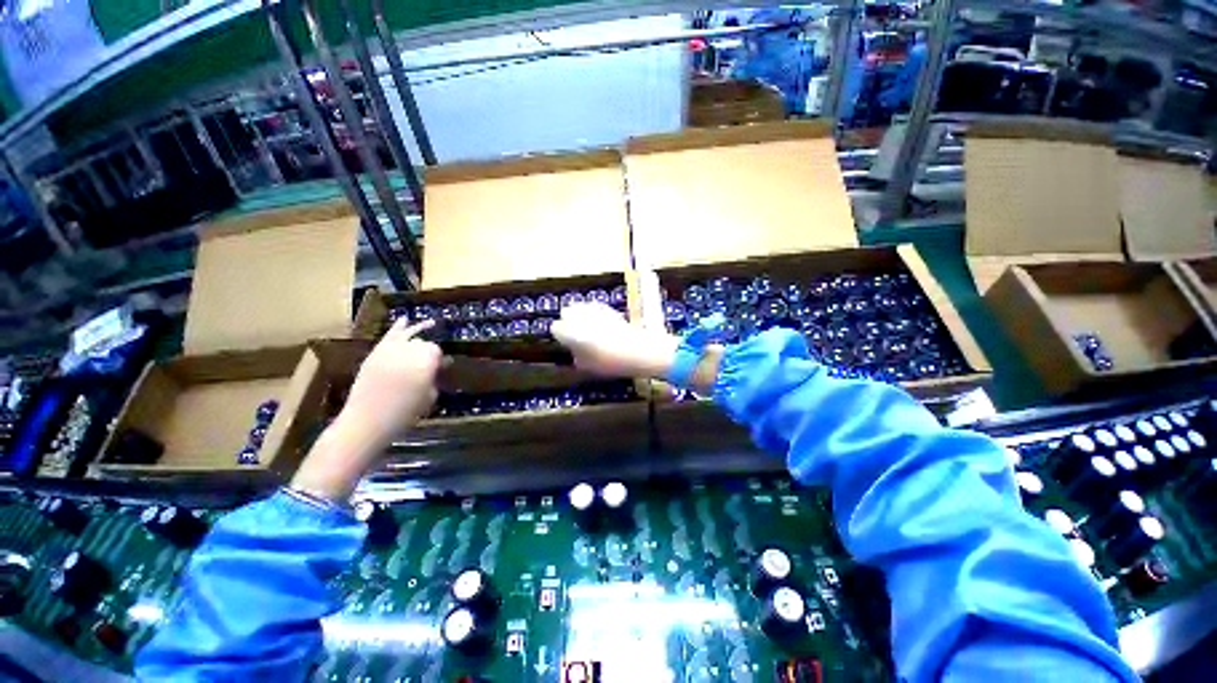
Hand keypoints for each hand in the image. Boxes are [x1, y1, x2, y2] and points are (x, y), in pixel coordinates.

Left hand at [291, 319, 440, 501]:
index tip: (442, 368)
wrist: (367, 423)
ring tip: (430, 323)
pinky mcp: (374, 355)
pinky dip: (397, 328)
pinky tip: (404, 320)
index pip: (436, 351)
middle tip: (431, 363)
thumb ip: (434, 378)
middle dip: (428, 350)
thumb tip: (439, 367)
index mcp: (424, 363)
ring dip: (418, 331)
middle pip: (422, 343)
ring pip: (407, 336)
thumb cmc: (404, 414)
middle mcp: (407, 352)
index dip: (439, 358)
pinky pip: (388, 337)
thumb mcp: (428, 397)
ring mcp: (388, 352)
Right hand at [551, 302, 678, 377]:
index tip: (566, 343)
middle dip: (569, 321)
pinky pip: (595, 309)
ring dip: (581, 317)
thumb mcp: (588, 366)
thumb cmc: (610, 362)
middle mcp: (580, 316)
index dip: (561, 336)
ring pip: (581, 308)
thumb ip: (577, 357)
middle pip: (567, 312)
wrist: (638, 351)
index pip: (556, 327)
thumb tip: (576, 352)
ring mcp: (596, 310)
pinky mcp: (610, 309)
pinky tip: (602, 328)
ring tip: (589, 330)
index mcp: (571, 330)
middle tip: (575, 335)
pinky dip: (595, 316)